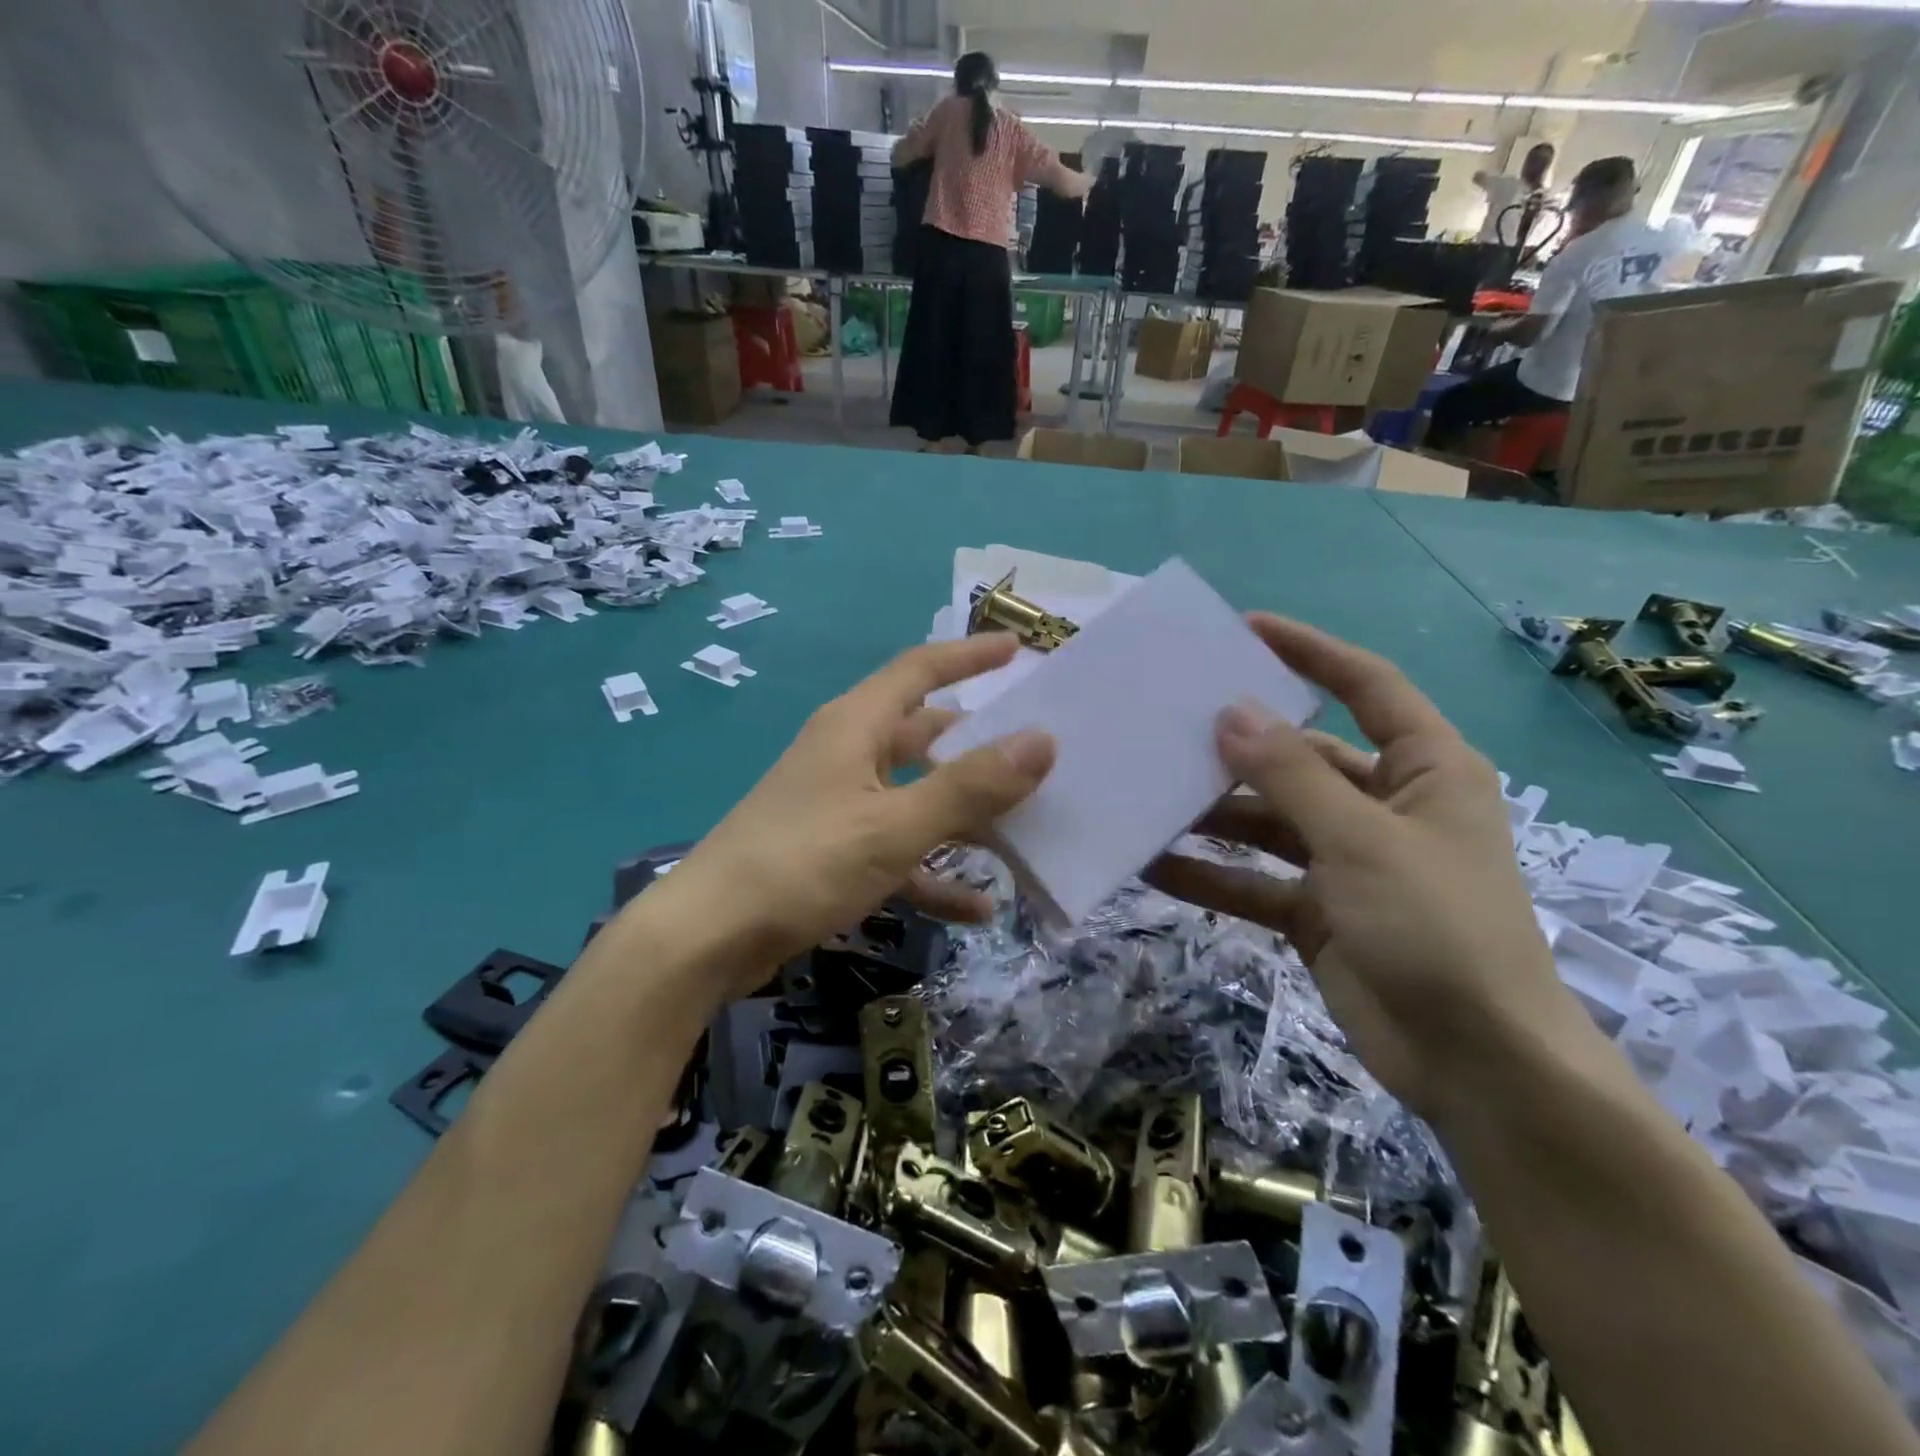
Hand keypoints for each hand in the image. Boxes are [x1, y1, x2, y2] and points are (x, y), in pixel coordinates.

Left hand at [648, 635, 1054, 997]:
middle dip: (979, 746)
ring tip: (1024, 833)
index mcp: (856, 727)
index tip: (1018, 649)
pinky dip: (935, 874)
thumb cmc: (802, 863)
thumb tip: (1042, 740)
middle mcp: (849, 755)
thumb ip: (969, 786)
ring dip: (965, 818)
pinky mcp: (835, 853)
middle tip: (1036, 754)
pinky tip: (977, 909)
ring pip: (918, 798)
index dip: (969, 655)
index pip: (920, 669)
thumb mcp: (894, 825)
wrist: (708, 937)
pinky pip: (899, 852)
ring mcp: (841, 805)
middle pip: (926, 736)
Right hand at [1147, 615, 1580, 1119]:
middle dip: (1240, 746)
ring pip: (1269, 821)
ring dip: (1214, 816)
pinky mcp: (1317, 911)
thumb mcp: (1362, 841)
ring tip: (1147, 797)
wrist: (1476, 1067)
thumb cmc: (1438, 930)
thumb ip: (1292, 776)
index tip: (1245, 630)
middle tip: (1168, 722)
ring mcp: (1347, 860)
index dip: (1311, 652)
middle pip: (1302, 757)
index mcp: (1424, 770)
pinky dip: (1211, 876)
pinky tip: (1153, 866)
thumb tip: (1231, 710)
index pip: (1368, 687)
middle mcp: (1384, 806)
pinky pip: (1254, 880)